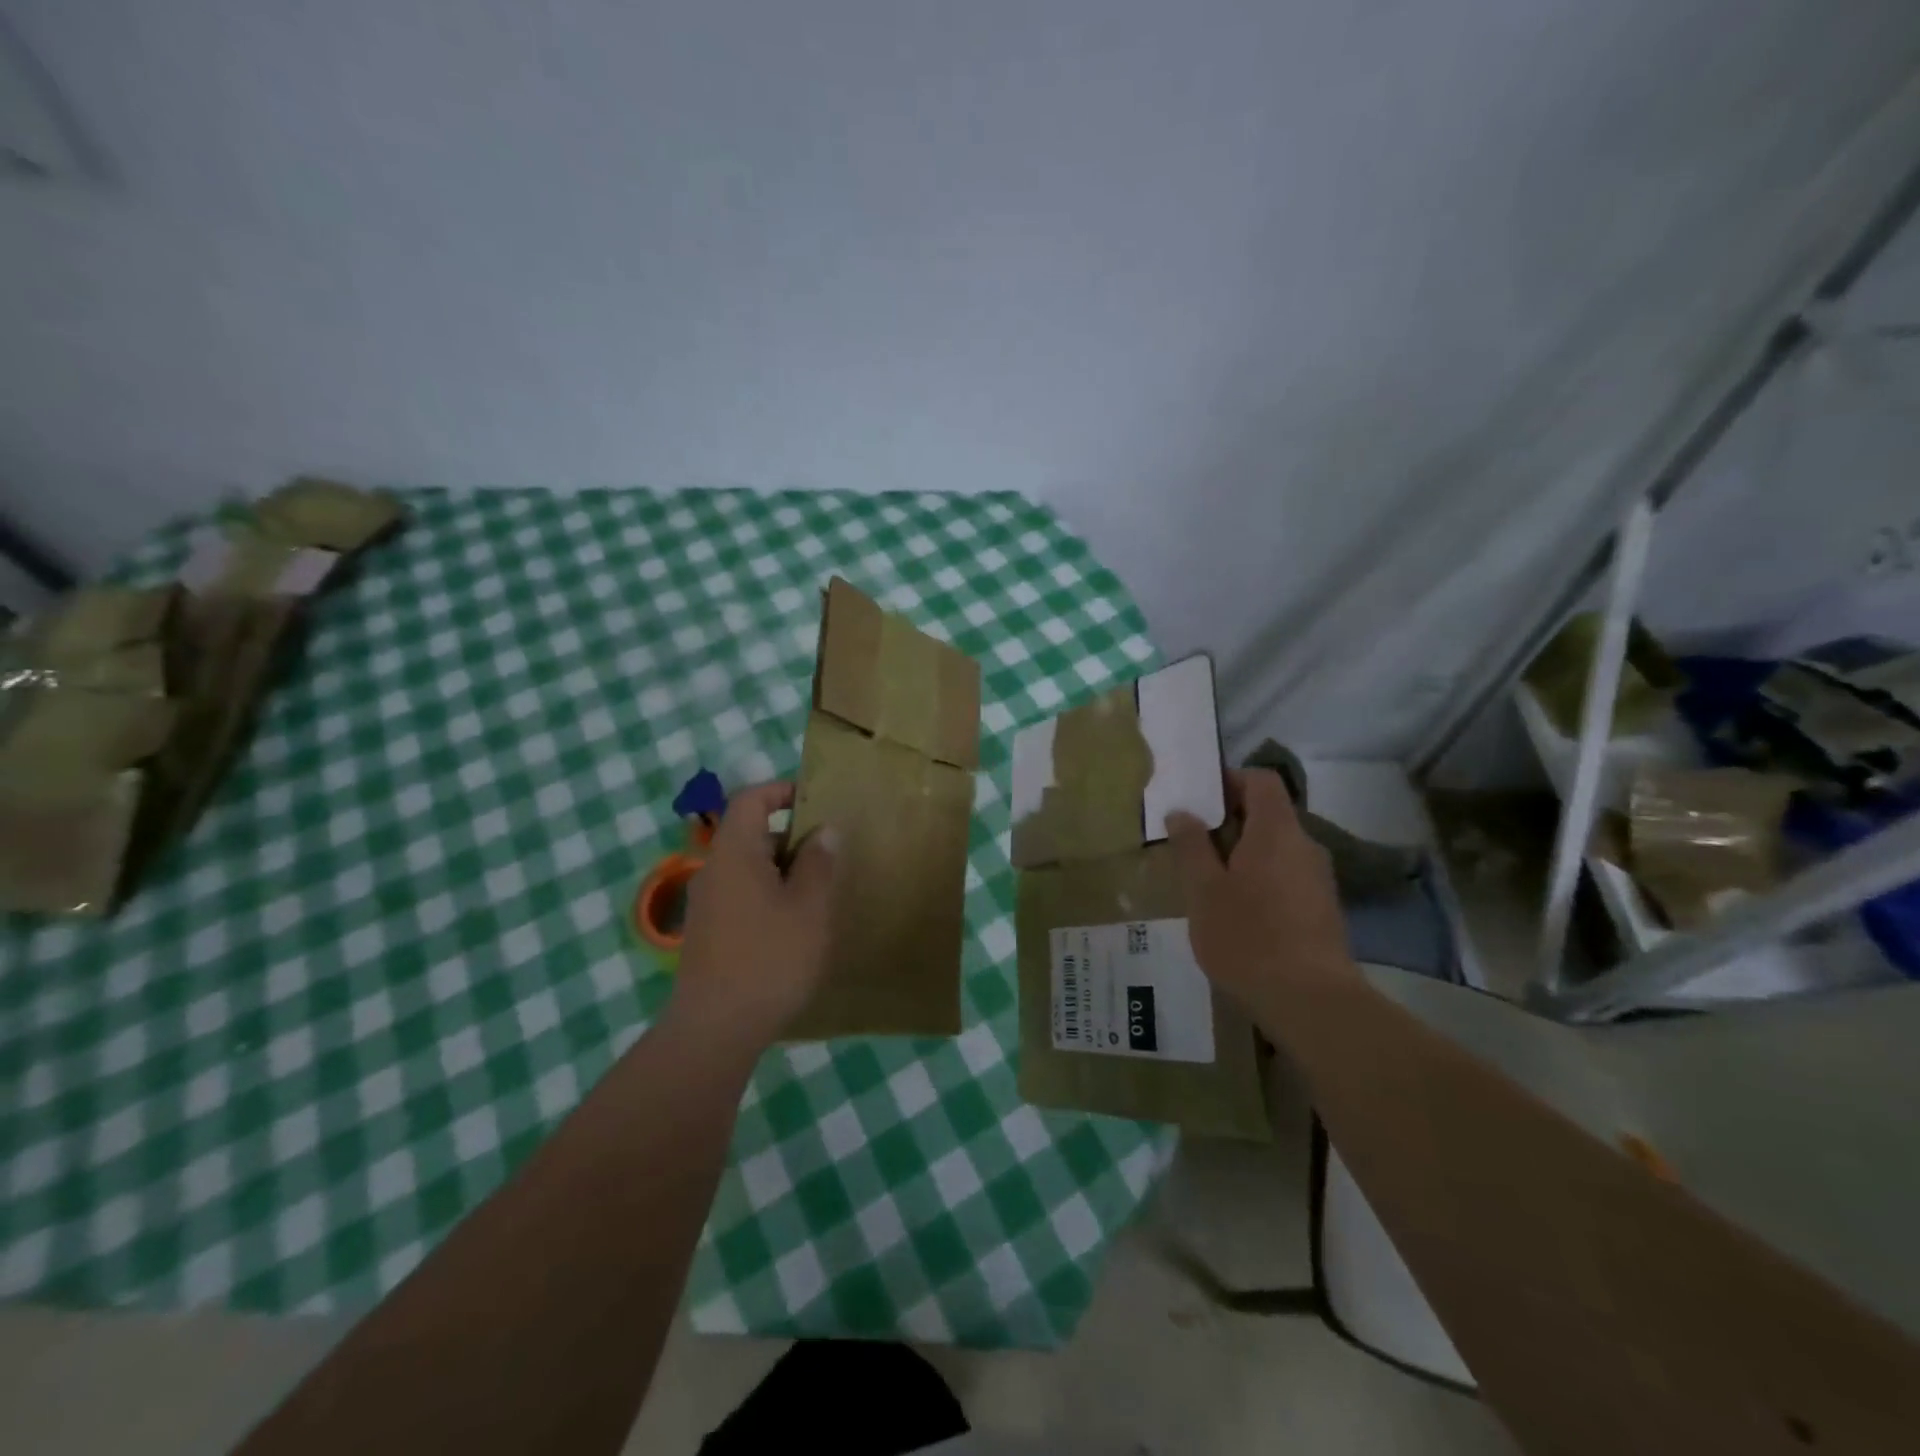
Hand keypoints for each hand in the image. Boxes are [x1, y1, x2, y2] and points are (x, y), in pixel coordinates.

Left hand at [669, 781, 837, 1050]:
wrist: (715, 1030)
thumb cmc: (769, 959)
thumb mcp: (808, 907)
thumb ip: (818, 862)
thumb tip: (825, 830)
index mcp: (735, 853)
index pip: (750, 798)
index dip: (782, 790)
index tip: (818, 802)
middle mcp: (714, 870)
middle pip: (751, 833)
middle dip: (792, 836)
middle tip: (831, 852)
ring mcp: (708, 903)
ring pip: (749, 867)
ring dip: (784, 869)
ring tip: (820, 890)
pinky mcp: (709, 932)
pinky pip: (743, 894)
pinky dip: (770, 894)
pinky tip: (796, 924)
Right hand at [1166, 769, 1353, 1013]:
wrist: (1311, 1003)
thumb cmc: (1248, 936)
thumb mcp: (1203, 890)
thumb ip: (1191, 846)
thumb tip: (1182, 811)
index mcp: (1276, 831)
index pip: (1261, 780)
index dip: (1229, 779)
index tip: (1197, 799)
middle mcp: (1305, 846)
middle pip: (1268, 814)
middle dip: (1228, 822)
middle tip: (1190, 844)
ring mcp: (1318, 880)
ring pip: (1275, 849)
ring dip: (1242, 854)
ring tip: (1207, 882)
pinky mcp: (1322, 910)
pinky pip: (1285, 876)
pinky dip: (1259, 879)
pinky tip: (1235, 913)